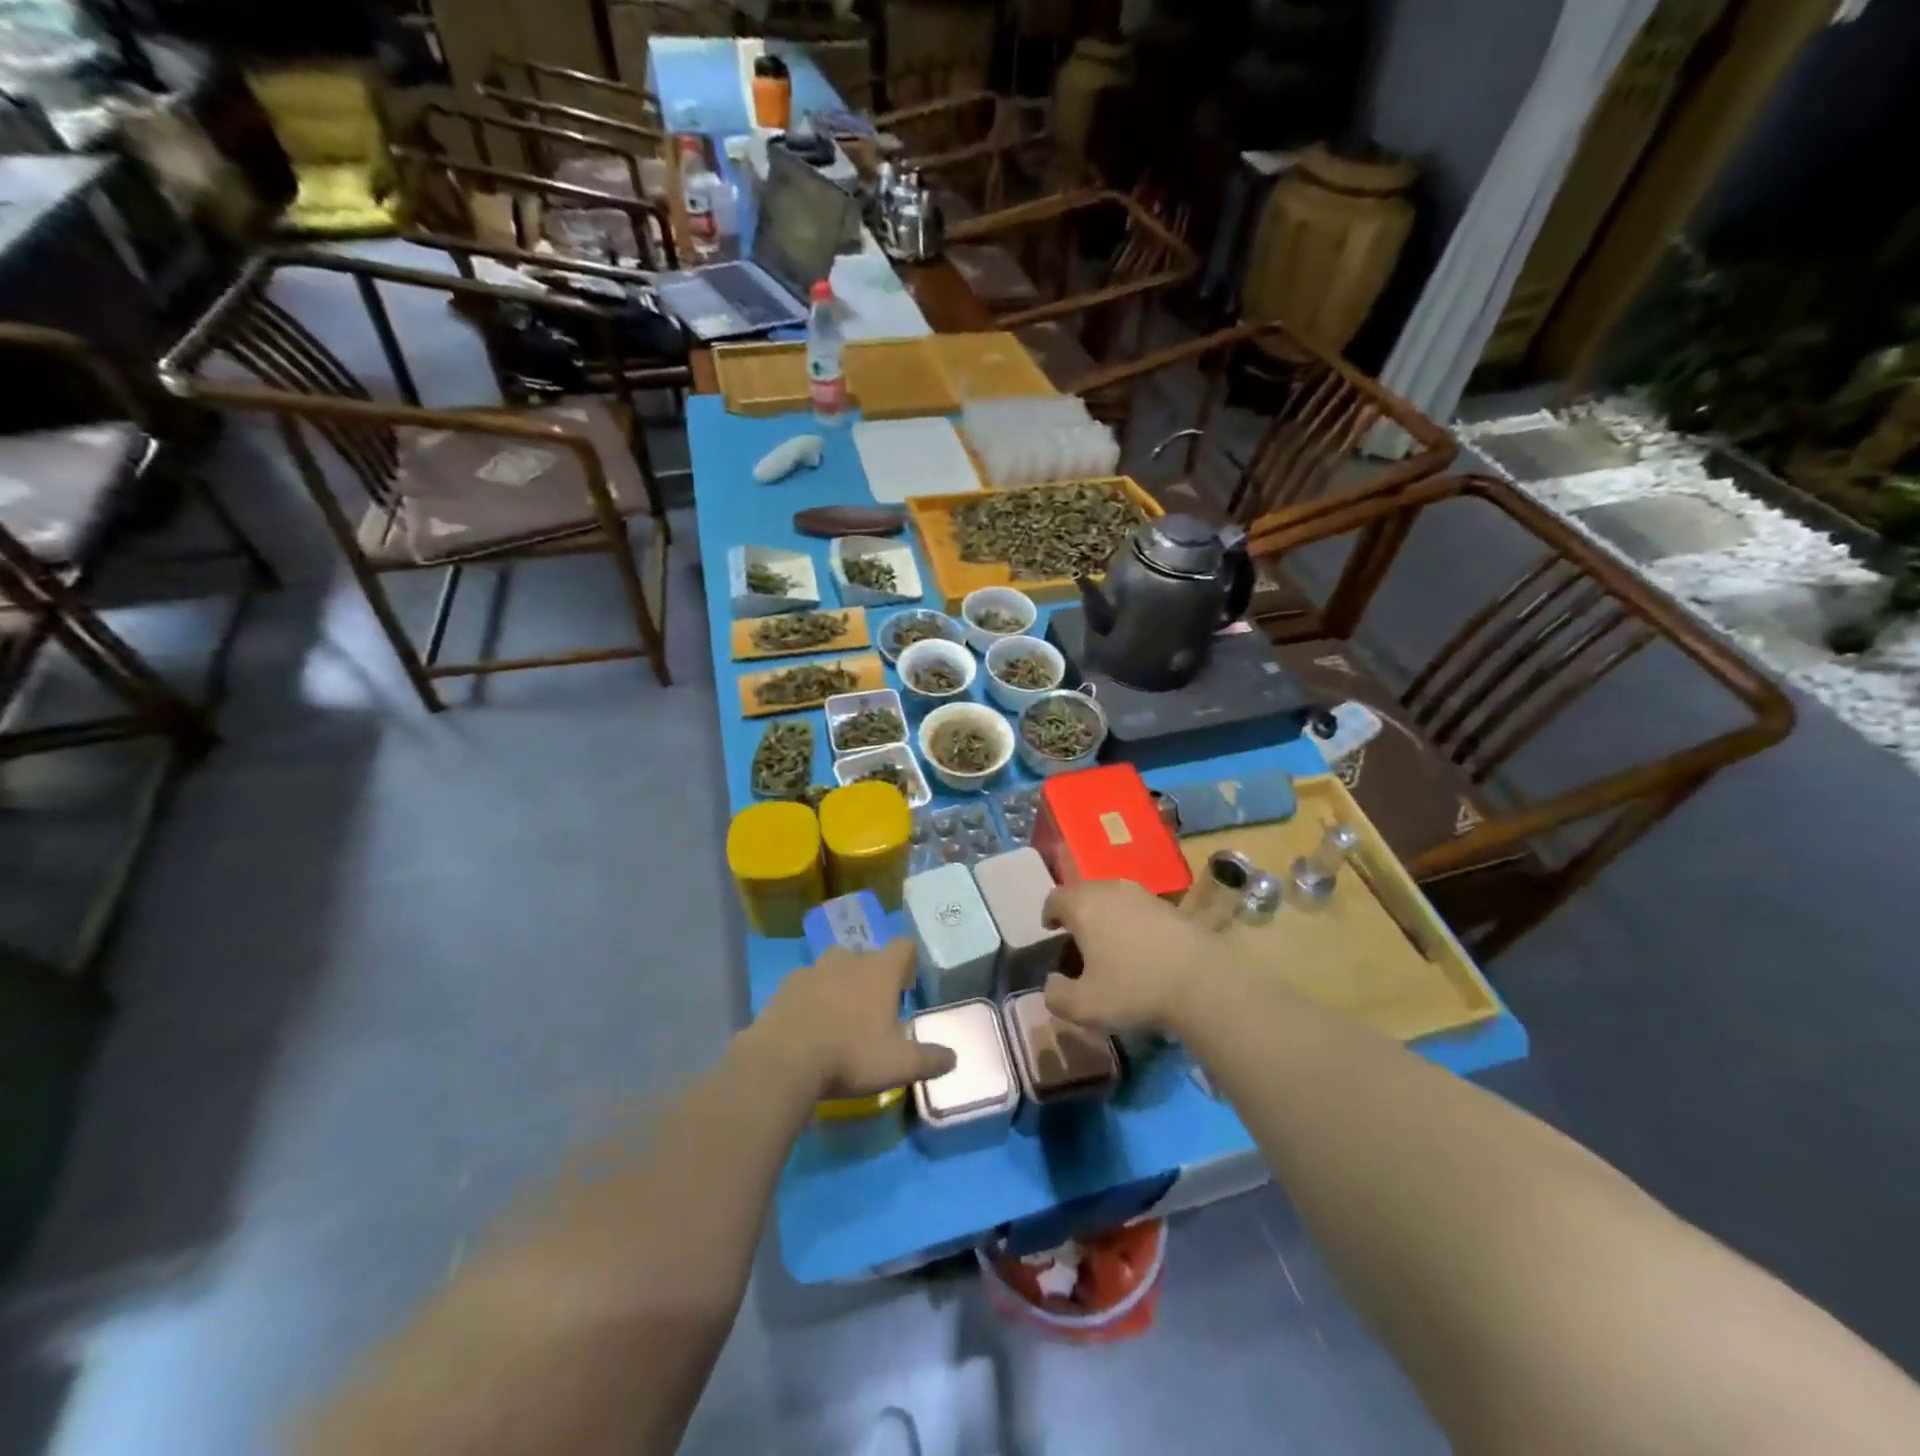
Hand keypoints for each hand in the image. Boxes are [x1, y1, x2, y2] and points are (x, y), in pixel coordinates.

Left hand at [756, 940, 955, 1099]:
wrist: (783, 1062)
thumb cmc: (850, 1056)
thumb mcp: (900, 1065)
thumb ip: (930, 1059)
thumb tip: (953, 1058)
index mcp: (880, 970)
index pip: (903, 946)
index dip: (908, 962)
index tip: (906, 987)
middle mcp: (848, 959)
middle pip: (867, 956)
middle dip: (872, 976)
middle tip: (873, 1009)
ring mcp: (812, 969)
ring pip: (833, 968)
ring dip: (839, 985)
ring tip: (839, 1018)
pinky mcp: (784, 987)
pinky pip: (805, 986)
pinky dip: (810, 999)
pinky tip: (808, 1028)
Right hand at [1041, 879, 1218, 1033]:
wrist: (1202, 982)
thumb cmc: (1134, 989)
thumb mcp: (1084, 1006)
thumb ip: (1056, 995)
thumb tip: (1051, 983)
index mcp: (1084, 905)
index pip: (1055, 897)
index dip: (1049, 913)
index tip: (1051, 930)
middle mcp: (1110, 889)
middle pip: (1084, 891)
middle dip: (1076, 912)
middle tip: (1077, 938)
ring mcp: (1143, 894)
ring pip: (1113, 897)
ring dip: (1105, 914)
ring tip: (1108, 943)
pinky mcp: (1170, 906)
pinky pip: (1138, 907)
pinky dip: (1131, 921)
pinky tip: (1140, 947)